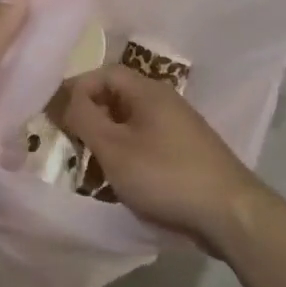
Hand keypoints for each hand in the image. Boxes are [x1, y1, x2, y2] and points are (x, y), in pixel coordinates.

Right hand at [55, 65, 271, 252]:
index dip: (76, 90)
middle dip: (89, 119)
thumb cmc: (165, 175)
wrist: (229, 212)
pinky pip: (145, 143)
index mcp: (148, 91)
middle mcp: (164, 101)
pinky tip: (119, 183)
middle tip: (71, 146)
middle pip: (115, 97)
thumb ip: (84, 119)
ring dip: (106, 142)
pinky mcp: (184, 152)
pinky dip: (126, 156)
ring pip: (129, 124)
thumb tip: (64, 99)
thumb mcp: (114, 148)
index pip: (103, 73)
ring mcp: (177, 127)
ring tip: (91, 170)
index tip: (56, 118)